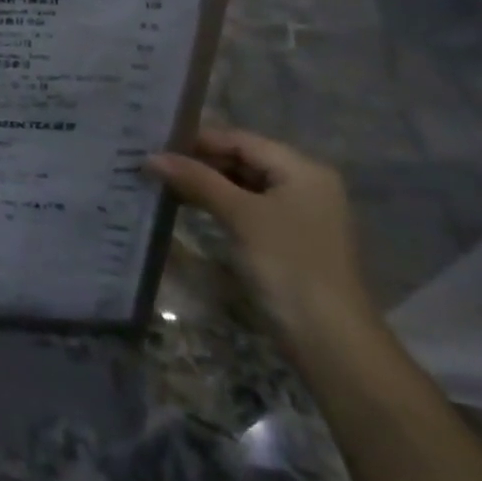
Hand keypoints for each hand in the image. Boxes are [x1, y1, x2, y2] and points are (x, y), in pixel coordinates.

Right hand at [145, 126, 376, 354]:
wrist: (330, 340)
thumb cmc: (288, 265)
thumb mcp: (240, 216)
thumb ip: (196, 180)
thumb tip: (151, 157)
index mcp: (302, 170)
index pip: (241, 140)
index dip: (198, 139)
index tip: (155, 143)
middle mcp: (304, 185)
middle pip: (242, 160)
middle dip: (199, 162)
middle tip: (153, 164)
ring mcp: (296, 215)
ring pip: (241, 185)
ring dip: (204, 184)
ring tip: (161, 182)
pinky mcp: (286, 241)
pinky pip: (246, 209)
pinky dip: (217, 205)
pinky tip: (186, 207)